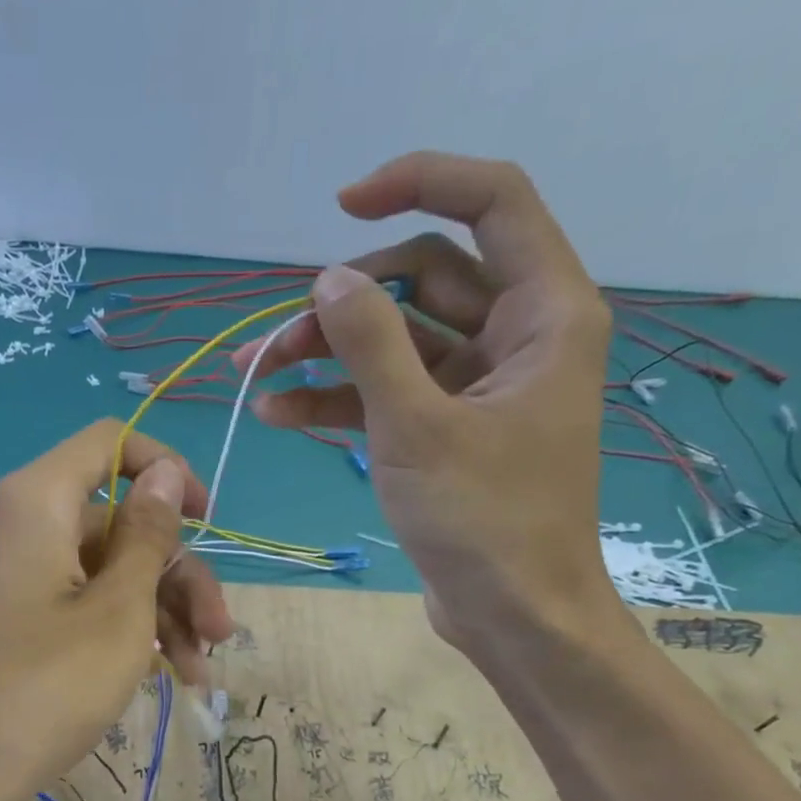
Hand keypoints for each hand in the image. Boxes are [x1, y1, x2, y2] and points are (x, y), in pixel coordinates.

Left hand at [0, 420, 235, 800]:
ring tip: (198, 672)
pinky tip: (162, 673)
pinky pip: (72, 600)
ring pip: (101, 569)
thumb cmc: (46, 689)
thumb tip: (161, 473)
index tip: (206, 521)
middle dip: (177, 575)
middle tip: (221, 635)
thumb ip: (146, 535)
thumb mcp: (118, 612)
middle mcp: (14, 525)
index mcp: (34, 502)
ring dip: (159, 611)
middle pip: (116, 522)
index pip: (109, 444)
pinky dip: (118, 628)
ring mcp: (6, 574)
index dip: (166, 470)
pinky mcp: (5, 616)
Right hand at [237, 153, 617, 655]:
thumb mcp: (417, 427)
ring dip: (326, 355)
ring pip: (396, 342)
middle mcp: (518, 336)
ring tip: (255, 377)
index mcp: (545, 313)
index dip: (418, 186)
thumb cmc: (483, 520)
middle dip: (341, 306)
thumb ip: (371, 344)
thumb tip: (327, 279)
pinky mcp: (448, 429)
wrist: (512, 614)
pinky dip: (339, 399)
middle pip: (423, 282)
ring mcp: (479, 386)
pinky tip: (281, 412)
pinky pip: (390, 393)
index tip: (343, 206)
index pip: (491, 203)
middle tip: (271, 343)